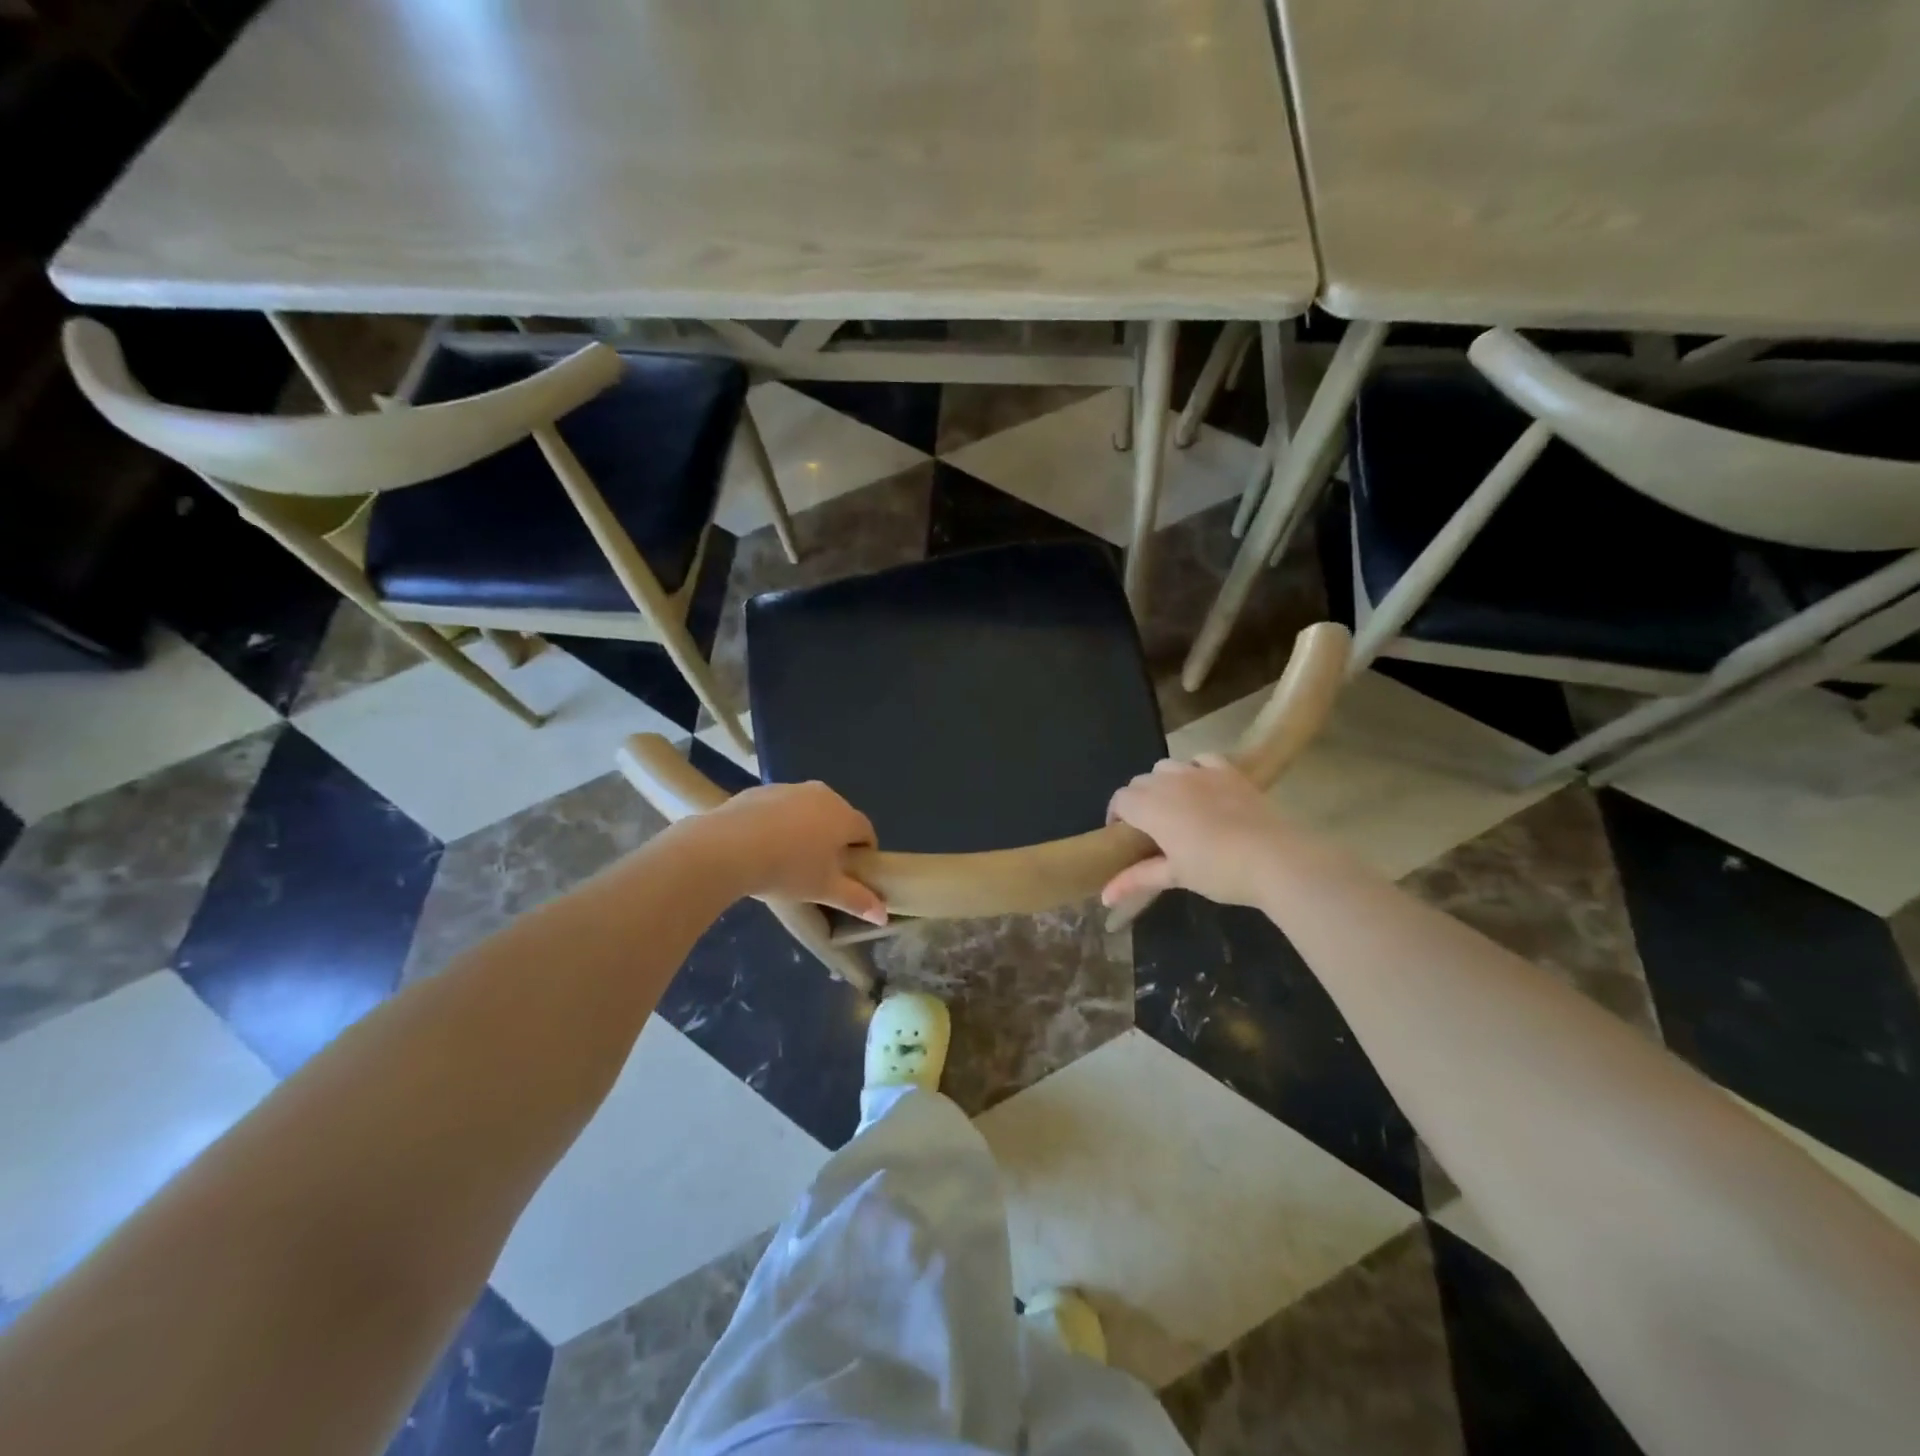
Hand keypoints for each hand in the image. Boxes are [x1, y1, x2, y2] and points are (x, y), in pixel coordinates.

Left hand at [699, 781, 886, 924]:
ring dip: (806, 829)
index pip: (866, 832)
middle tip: (819, 869)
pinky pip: (780, 808)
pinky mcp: (761, 790)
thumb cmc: (788, 869)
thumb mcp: (825, 890)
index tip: (850, 874)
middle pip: (838, 817)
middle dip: (834, 840)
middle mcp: (823, 794)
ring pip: (808, 810)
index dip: (863, 854)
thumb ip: (857, 900)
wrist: (727, 847)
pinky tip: (761, 845)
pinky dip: (779, 823)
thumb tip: (883, 914)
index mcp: (844, 816)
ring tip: (787, 858)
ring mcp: (790, 788)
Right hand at [1103, 755, 1298, 908]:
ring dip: (1163, 782)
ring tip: (1175, 806)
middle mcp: (1169, 781)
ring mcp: (1199, 771)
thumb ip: (1136, 880)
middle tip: (1150, 828)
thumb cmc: (1217, 870)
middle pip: (1140, 781)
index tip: (1123, 836)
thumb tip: (1105, 897)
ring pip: (1167, 766)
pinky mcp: (1228, 770)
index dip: (1117, 816)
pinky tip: (1202, 786)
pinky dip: (1194, 768)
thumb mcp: (1175, 876)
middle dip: (1138, 800)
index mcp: (1150, 807)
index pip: (1120, 800)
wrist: (1274, 858)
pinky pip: (1201, 759)